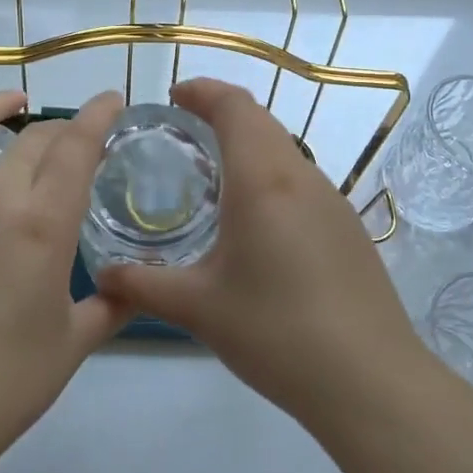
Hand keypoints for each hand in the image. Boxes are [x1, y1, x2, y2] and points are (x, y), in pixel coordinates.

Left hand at [0, 88, 133, 464]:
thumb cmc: (6, 381)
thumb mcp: (75, 343)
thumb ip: (112, 306)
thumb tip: (132, 287)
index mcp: (43, 226)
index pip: (76, 147)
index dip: (98, 115)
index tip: (113, 101)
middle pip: (32, 140)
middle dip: (61, 129)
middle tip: (76, 142)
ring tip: (14, 102)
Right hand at [94, 78, 424, 425]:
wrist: (370, 381)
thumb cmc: (277, 332)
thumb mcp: (199, 308)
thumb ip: (143, 286)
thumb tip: (102, 277)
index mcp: (264, 180)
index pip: (236, 106)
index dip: (203, 91)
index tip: (173, 97)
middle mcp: (302, 177)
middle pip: (261, 121)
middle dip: (221, 112)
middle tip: (183, 130)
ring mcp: (332, 202)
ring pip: (284, 150)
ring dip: (248, 145)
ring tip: (213, 173)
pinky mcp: (348, 229)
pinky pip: (301, 181)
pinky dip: (270, 175)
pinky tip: (254, 221)